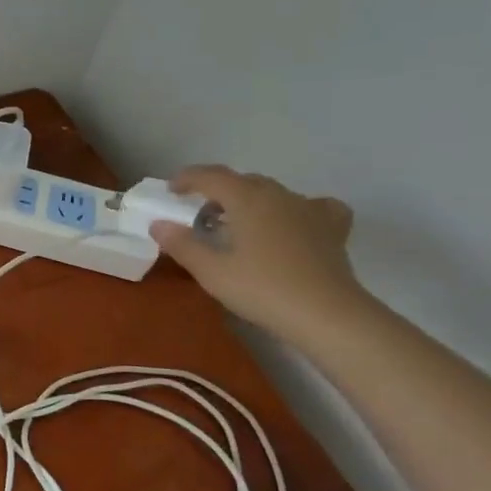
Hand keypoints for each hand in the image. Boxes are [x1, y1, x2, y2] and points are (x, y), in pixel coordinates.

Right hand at [149, 166, 365, 342]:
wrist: (327, 314)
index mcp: (247, 199)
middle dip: (217, 191)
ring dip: (250, 200)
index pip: (211, 176)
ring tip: (239, 223)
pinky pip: (312, 207)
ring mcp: (309, 209)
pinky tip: (293, 223)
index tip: (171, 190)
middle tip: (200, 214)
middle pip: (242, 182)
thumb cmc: (263, 289)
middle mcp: (278, 195)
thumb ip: (183, 245)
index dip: (188, 178)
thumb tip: (159, 224)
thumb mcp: (212, 271)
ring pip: (273, 193)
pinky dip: (296, 210)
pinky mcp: (332, 228)